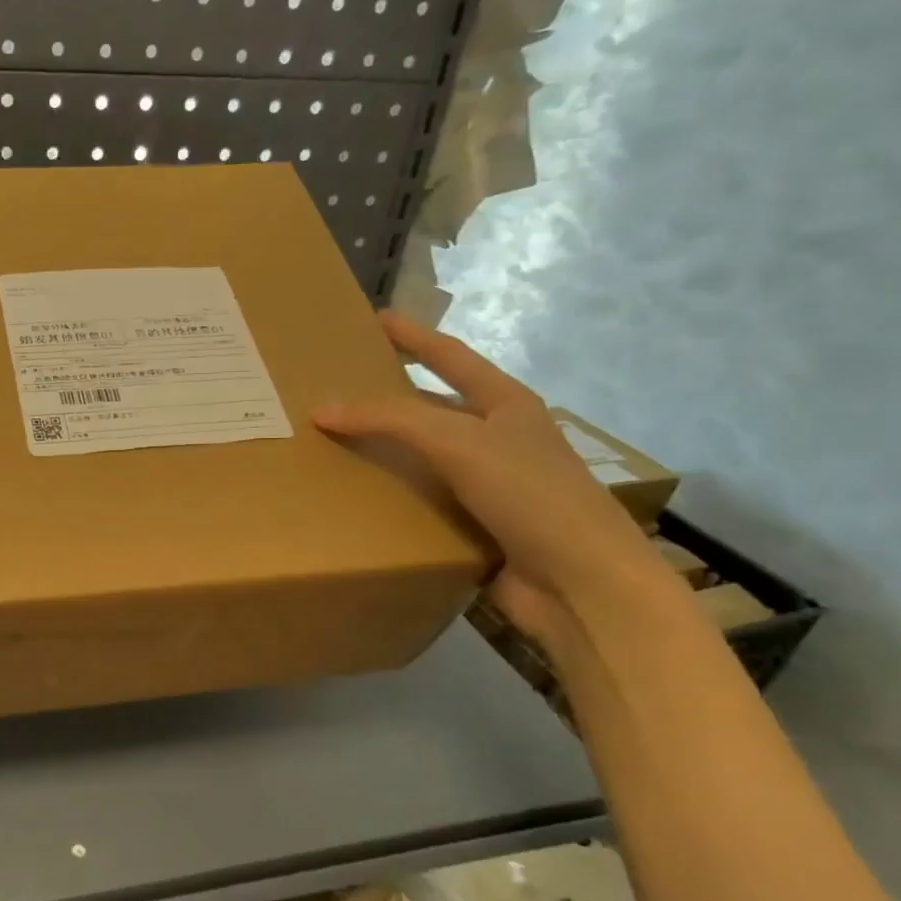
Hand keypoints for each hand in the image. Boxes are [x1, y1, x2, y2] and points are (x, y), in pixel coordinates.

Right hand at [313, 312, 673, 647]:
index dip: (414, 335)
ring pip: (428, 457)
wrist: (578, 581)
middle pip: (436, 406)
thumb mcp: (458, 442)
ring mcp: (491, 484)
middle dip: (393, 395)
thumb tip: (322, 410)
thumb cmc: (528, 493)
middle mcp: (499, 439)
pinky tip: (362, 498)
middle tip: (344, 387)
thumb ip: (391, 420)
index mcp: (506, 405)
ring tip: (338, 443)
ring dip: (389, 451)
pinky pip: (426, 501)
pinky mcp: (478, 526)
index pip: (451, 357)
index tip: (376, 318)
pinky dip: (396, 497)